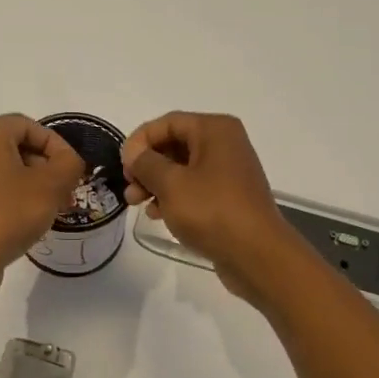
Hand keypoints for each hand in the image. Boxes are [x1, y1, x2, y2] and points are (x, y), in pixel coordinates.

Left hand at [0, 114, 84, 296]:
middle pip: (21, 147)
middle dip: (49, 167)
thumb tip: (70, 161)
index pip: (32, 127)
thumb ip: (70, 163)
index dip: (59, 147)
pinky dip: (19, 197)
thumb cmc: (9, 213)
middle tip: (68, 192)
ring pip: (11, 169)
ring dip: (37, 184)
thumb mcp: (51, 184)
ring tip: (57, 208)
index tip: (74, 173)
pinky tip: (34, 219)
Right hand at [121, 112, 302, 303]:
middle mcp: (225, 144)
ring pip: (182, 169)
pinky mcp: (229, 197)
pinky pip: (194, 188)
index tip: (122, 166)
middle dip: (146, 165)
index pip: (167, 123)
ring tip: (137, 204)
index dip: (139, 141)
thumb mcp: (171, 184)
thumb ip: (146, 163)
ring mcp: (229, 172)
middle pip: (174, 144)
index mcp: (214, 130)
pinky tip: (158, 215)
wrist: (256, 254)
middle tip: (128, 188)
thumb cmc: (212, 211)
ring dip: (156, 184)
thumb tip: (135, 154)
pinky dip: (174, 197)